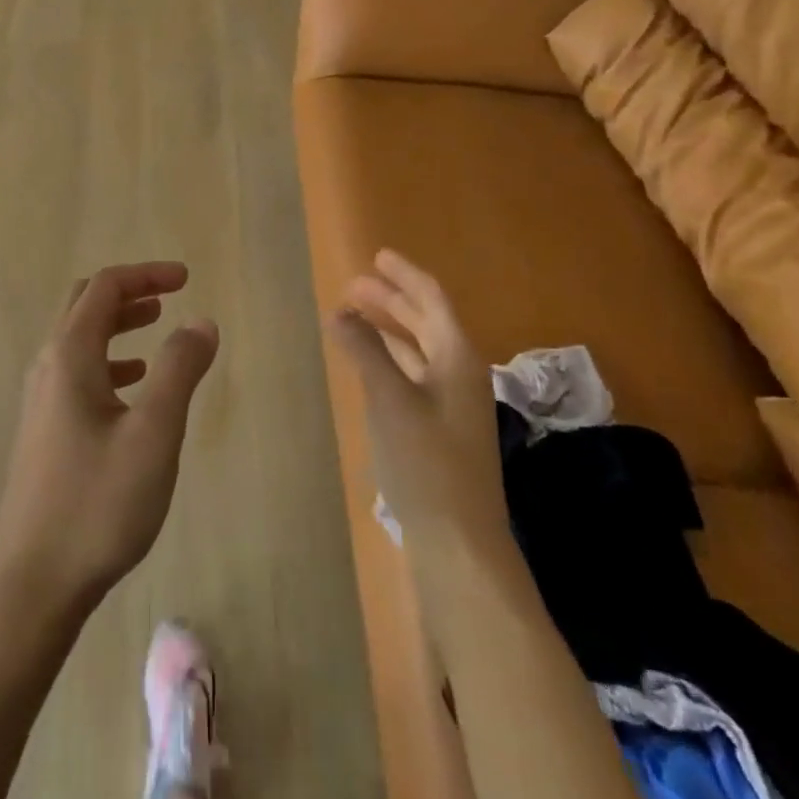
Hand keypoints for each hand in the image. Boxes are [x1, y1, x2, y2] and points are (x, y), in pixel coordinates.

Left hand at [0, 263, 219, 622]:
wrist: (36, 584)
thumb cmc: (99, 504)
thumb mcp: (154, 433)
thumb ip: (179, 369)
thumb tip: (200, 321)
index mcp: (69, 356)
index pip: (105, 288)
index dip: (146, 274)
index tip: (186, 279)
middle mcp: (47, 368)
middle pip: (85, 306)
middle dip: (128, 292)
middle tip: (169, 295)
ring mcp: (39, 401)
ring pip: (79, 340)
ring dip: (117, 324)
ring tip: (157, 327)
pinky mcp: (42, 431)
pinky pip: (76, 374)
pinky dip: (108, 360)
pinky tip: (132, 386)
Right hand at [332, 250, 507, 552]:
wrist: (458, 542)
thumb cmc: (426, 463)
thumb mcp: (390, 400)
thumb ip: (365, 352)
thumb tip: (339, 313)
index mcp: (458, 359)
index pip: (432, 300)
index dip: (405, 275)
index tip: (377, 256)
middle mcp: (459, 374)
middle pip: (426, 322)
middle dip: (391, 300)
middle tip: (354, 285)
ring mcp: (451, 404)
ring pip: (418, 350)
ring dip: (388, 329)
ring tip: (353, 316)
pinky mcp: (438, 429)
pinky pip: (412, 376)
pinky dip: (389, 360)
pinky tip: (367, 363)